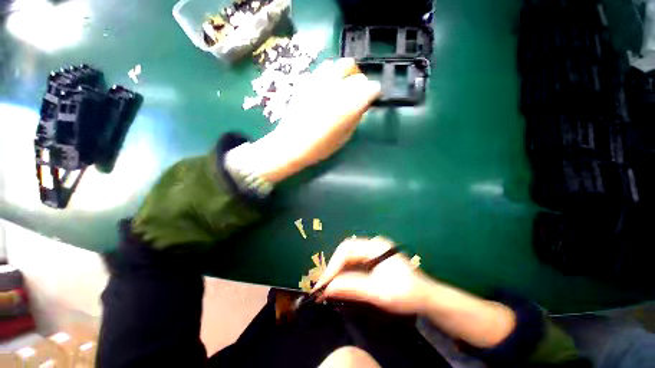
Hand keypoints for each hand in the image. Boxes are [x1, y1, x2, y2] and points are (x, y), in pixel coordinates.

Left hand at [237, 58, 380, 182]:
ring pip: (340, 64)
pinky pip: (323, 70)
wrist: (291, 144)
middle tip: (357, 93)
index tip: (370, 100)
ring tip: (342, 87)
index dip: (373, 93)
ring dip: (345, 74)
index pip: (372, 87)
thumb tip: (362, 106)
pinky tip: (326, 88)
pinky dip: (329, 75)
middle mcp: (337, 87)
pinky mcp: (307, 82)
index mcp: (350, 104)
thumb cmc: (320, 147)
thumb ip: (356, 118)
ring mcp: (320, 81)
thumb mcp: (344, 137)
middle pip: (356, 72)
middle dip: (360, 82)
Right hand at [316, 237, 432, 314]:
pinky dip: (346, 275)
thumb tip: (327, 288)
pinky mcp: (373, 262)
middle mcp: (372, 245)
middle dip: (334, 268)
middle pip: (346, 252)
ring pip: (349, 258)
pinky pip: (354, 265)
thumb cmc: (406, 294)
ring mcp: (373, 253)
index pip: (347, 249)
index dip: (334, 265)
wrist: (428, 299)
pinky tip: (340, 285)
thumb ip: (352, 287)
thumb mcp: (378, 292)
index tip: (324, 284)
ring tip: (328, 288)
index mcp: (375, 246)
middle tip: (323, 287)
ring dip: (338, 272)